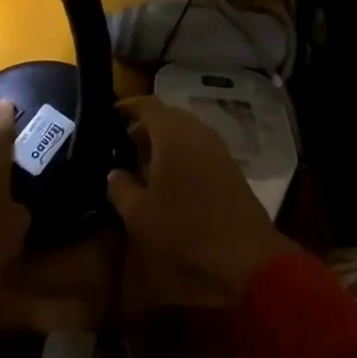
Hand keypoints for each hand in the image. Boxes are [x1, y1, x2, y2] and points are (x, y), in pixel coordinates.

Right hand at [106, 97, 297, 300]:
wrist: (244, 252)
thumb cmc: (184, 228)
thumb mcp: (139, 214)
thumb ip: (121, 188)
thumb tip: (114, 173)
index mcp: (172, 133)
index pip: (148, 104)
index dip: (128, 106)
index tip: (112, 114)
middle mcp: (196, 130)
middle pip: (168, 115)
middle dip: (146, 125)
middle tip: (125, 143)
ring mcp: (217, 146)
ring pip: (185, 131)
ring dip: (164, 140)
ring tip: (145, 163)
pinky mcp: (230, 164)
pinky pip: (199, 146)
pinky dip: (182, 152)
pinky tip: (172, 178)